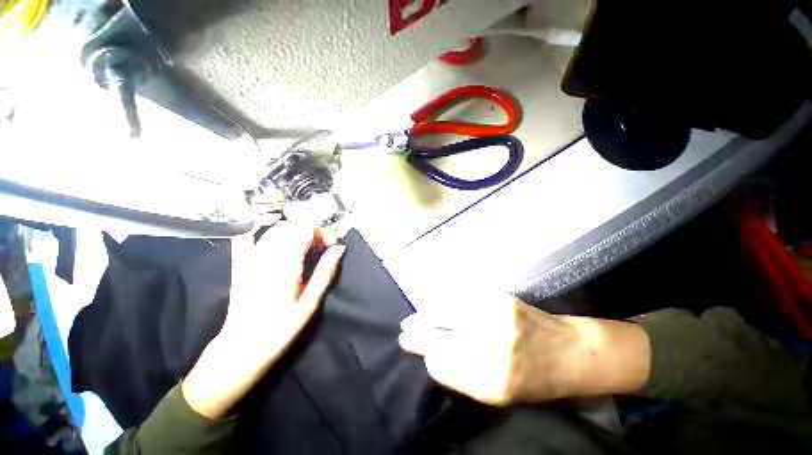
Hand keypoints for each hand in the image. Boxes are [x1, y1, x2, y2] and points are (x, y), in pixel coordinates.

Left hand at [182, 222, 345, 417]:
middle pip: (291, 226)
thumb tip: (339, 248)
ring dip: (293, 232)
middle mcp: (267, 256)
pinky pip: (246, 238)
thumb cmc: (281, 329)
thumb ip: (325, 272)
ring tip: (303, 247)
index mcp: (286, 265)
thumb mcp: (310, 304)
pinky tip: (270, 234)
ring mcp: (250, 259)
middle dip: (309, 231)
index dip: (321, 233)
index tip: (330, 246)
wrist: (242, 348)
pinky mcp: (241, 264)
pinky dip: (259, 230)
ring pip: (274, 229)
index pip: (305, 230)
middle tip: (319, 248)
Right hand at [399, 296, 650, 406]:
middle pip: (439, 337)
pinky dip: (446, 304)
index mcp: (491, 382)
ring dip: (427, 316)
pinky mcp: (499, 298)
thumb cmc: (536, 380)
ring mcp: (494, 318)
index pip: (441, 364)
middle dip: (417, 335)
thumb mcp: (499, 392)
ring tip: (414, 319)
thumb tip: (433, 356)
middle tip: (403, 332)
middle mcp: (490, 347)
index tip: (418, 351)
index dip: (428, 357)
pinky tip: (437, 307)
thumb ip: (463, 375)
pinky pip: (461, 301)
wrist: (571, 351)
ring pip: (446, 313)